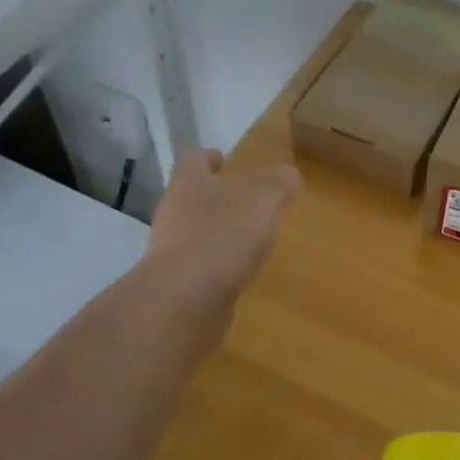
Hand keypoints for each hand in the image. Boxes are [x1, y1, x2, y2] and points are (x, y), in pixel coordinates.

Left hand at [145, 149, 302, 315]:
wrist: (183, 302)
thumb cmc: (223, 238)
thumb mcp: (264, 201)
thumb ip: (279, 184)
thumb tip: (289, 175)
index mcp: (188, 185)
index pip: (193, 160)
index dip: (208, 157)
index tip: (224, 159)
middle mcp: (173, 213)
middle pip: (192, 197)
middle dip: (217, 198)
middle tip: (247, 203)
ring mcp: (170, 252)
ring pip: (194, 233)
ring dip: (217, 234)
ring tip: (248, 241)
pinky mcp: (175, 286)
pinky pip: (198, 268)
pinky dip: (216, 268)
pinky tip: (237, 275)